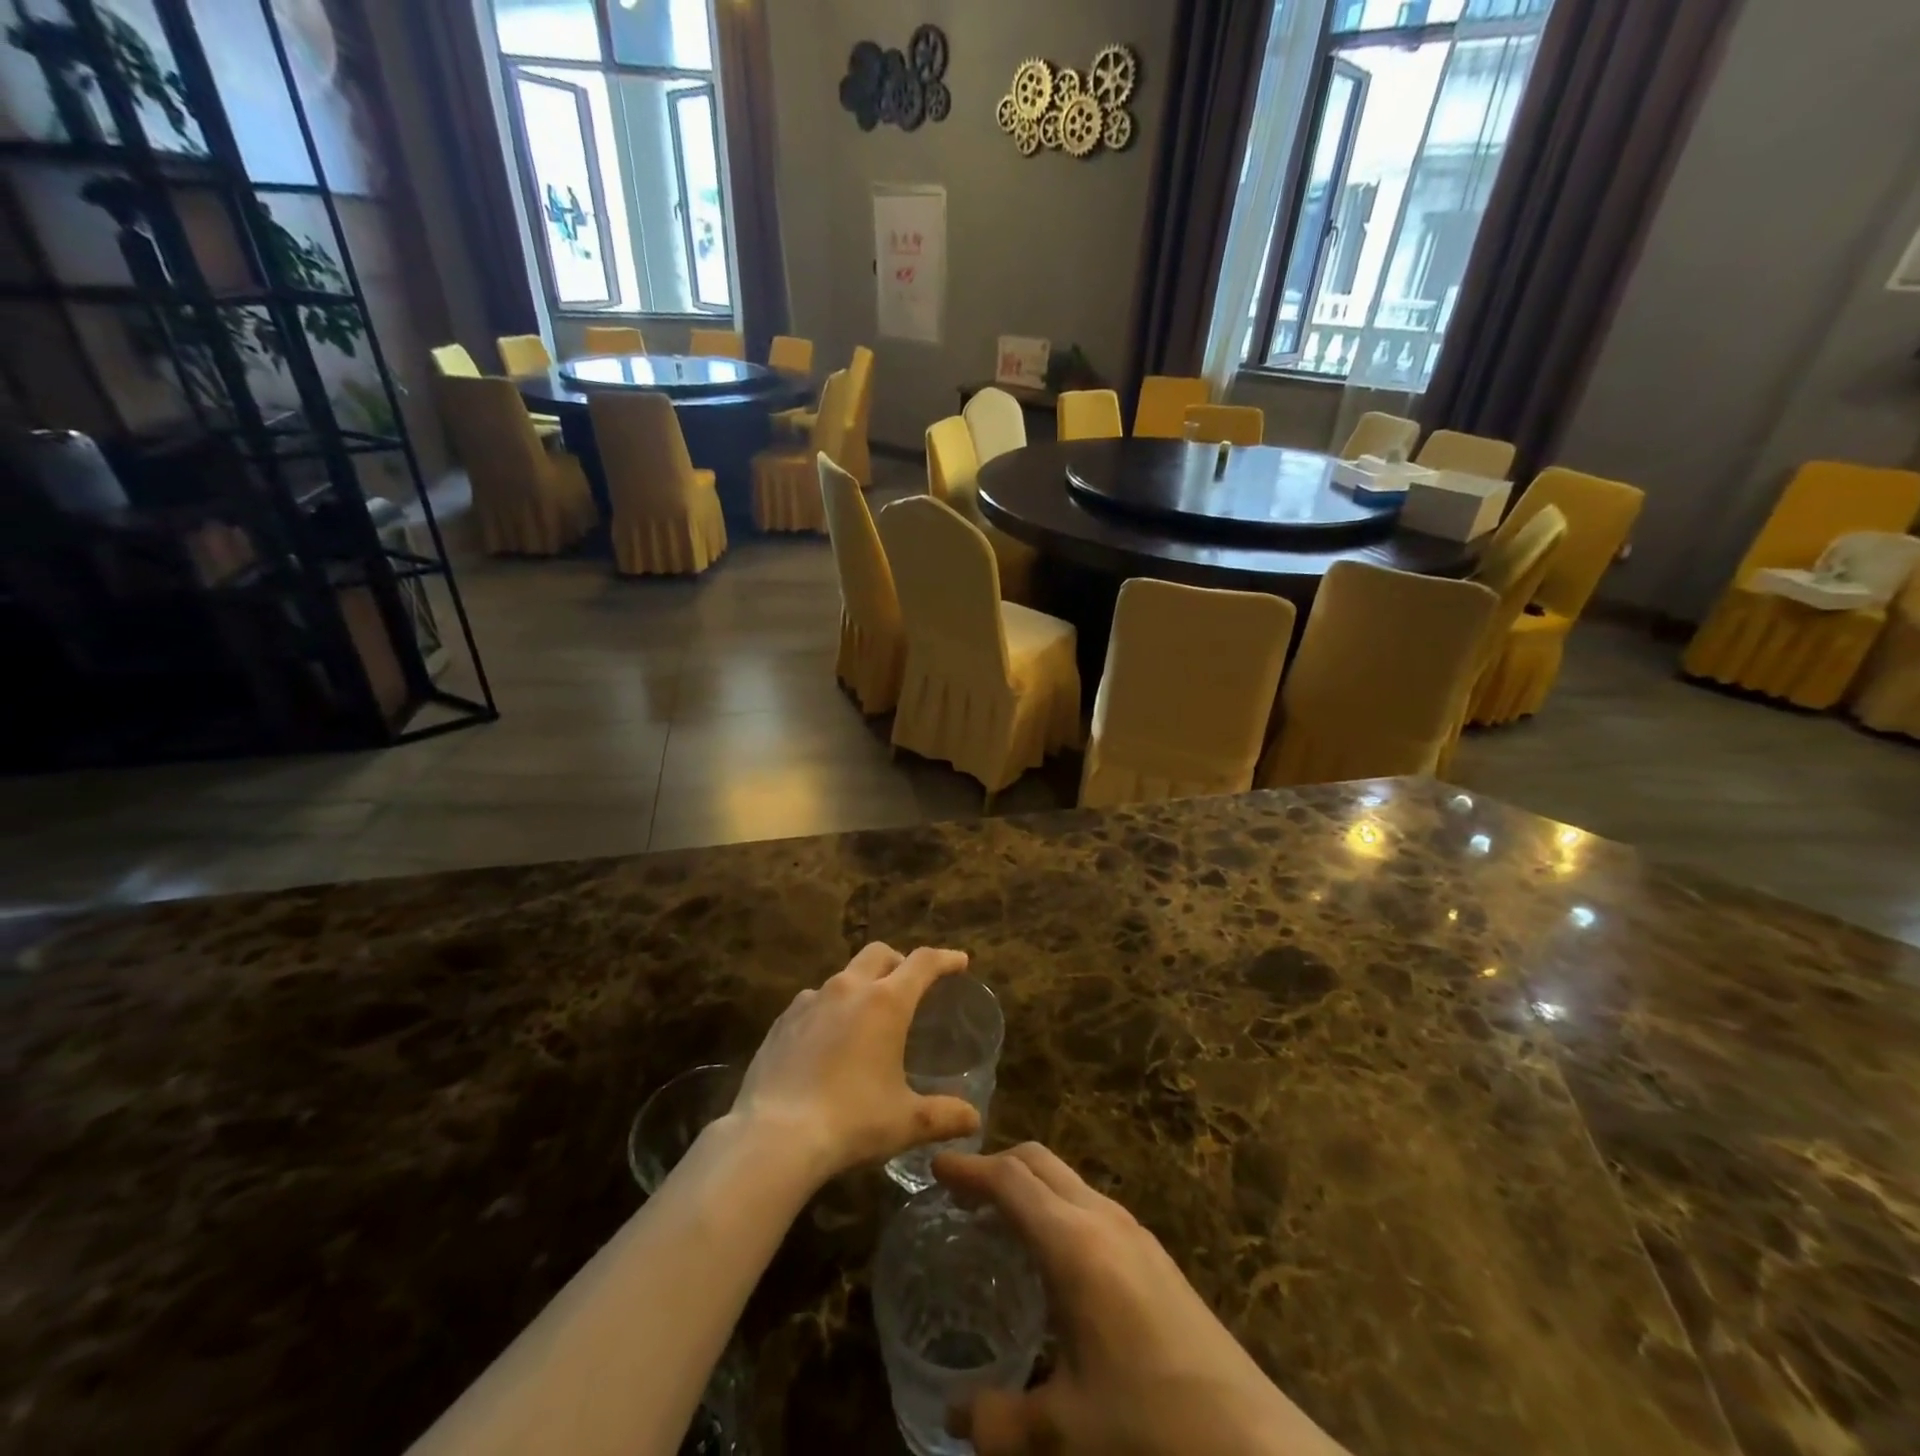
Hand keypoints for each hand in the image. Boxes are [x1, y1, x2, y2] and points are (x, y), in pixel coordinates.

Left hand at [728, 943, 981, 1182]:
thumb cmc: (851, 1122)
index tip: (959, 962)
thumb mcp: (906, 1122)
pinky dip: (830, 1009)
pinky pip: (813, 1001)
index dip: (945, 959)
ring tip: (867, 1019)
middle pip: (879, 953)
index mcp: (885, 1002)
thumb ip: (944, 1116)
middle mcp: (848, 988)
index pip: (923, 963)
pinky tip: (828, 1042)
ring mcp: (810, 1001)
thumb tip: (973, 1120)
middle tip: (911, 985)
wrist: (773, 1137)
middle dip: (899, 961)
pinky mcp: (782, 1021)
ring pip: (844, 976)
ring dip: (862, 985)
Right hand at [938, 1145, 1349, 1455]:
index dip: (969, 1169)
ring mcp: (1134, 1232)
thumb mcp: (1065, 1433)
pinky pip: (1088, 1203)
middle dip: (996, 1164)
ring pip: (1067, 1179)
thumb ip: (999, 1421)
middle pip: (1039, 1162)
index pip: (1010, 1181)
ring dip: (1028, 1183)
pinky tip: (1050, 1255)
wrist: (1255, 1447)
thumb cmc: (1150, 1429)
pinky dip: (1055, 1204)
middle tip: (960, 1192)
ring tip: (998, 1219)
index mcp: (1074, 1244)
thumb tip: (953, 1418)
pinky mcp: (1154, 1253)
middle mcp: (1102, 1219)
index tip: (934, 1166)